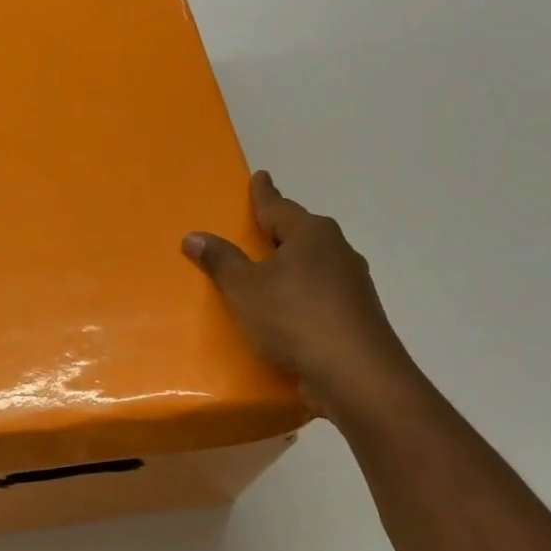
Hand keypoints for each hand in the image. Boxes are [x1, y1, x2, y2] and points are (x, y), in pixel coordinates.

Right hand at [183, 171, 424, 422]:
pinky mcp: (356, 315)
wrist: (355, 375)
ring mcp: (352, 284)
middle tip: (256, 227)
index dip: (263, 193)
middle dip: (280, 230)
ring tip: (267, 272)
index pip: (278, 206)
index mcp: (311, 234)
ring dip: (292, 266)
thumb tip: (194, 235)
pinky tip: (287, 312)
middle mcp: (337, 251)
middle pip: (301, 233)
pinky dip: (301, 295)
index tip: (260, 176)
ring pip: (314, 265)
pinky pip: (320, 294)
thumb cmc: (294, 318)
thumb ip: (221, 261)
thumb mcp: (245, 288)